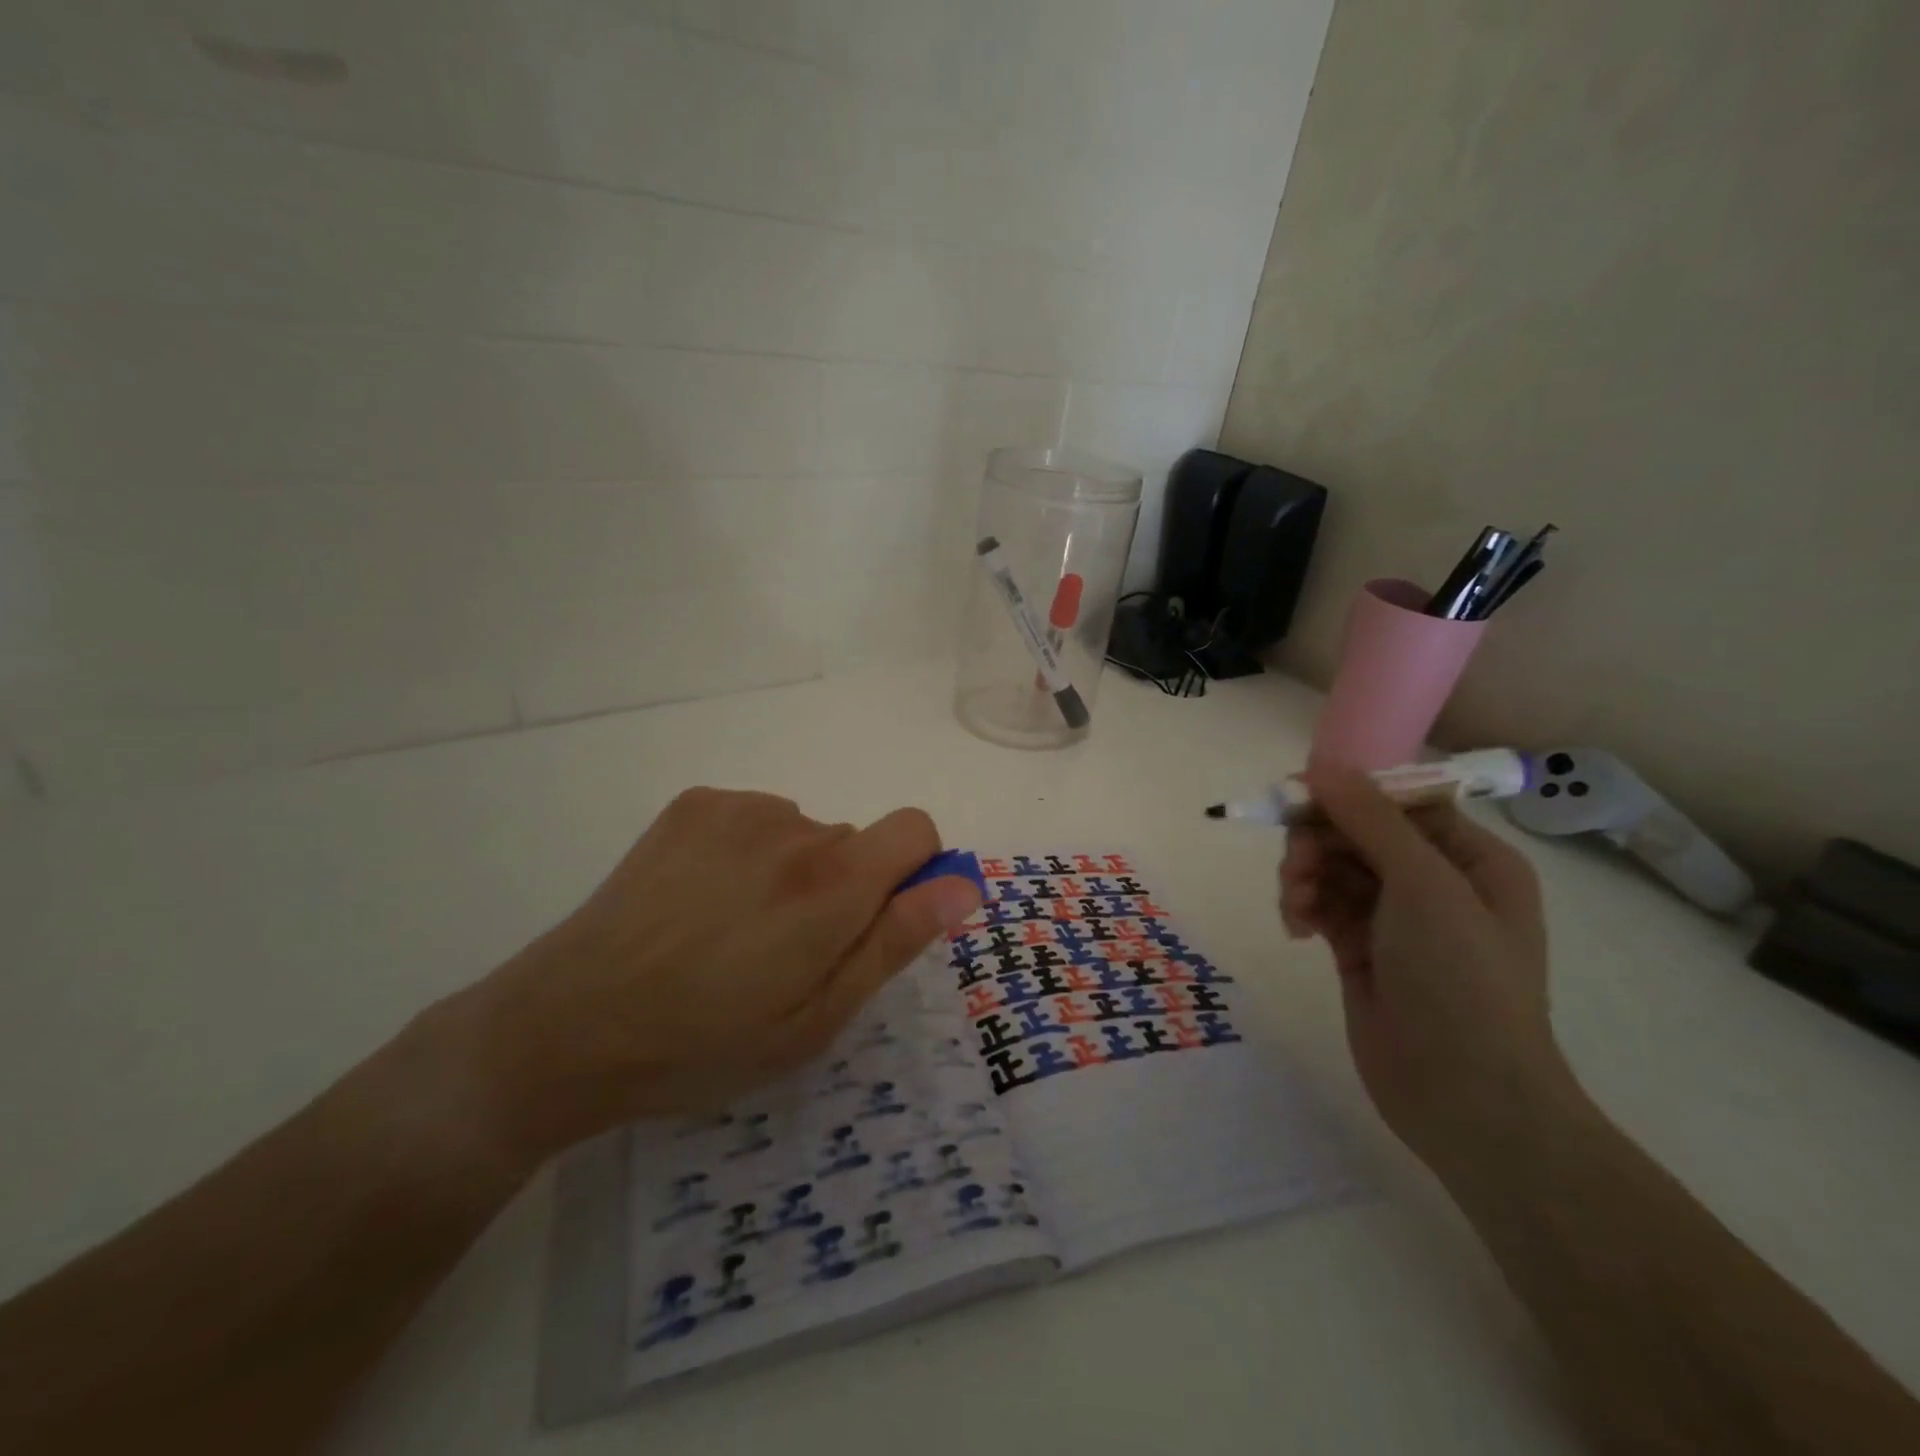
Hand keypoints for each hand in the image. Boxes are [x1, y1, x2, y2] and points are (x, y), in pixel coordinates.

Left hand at [462, 788, 981, 1162]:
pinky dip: (748, 852)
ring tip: (732, 932)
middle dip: (842, 888)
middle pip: (854, 842)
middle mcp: (795, 827)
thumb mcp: (817, 1019)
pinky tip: (700, 901)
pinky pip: (756, 819)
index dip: (914, 871)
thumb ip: (895, 941)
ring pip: (804, 833)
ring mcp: (739, 809)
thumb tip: (962, 885)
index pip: (916, 829)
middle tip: (784, 953)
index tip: (878, 919)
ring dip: (792, 872)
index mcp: (834, 883)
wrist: (570, 1025)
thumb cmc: (707, 1041)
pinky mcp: (695, 804)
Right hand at [1278, 766, 1569, 1177]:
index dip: (1348, 793)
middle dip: (1318, 841)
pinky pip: (1321, 905)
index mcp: (1469, 858)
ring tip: (1296, 907)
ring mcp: (1394, 918)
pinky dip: (1302, 907)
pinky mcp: (1359, 949)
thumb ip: (1371, 820)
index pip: (1399, 800)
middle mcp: (1433, 881)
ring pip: (1331, 867)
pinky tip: (1297, 929)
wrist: (1465, 1098)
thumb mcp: (1424, 886)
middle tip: (1295, 866)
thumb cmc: (1462, 981)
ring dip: (1304, 876)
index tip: (1297, 796)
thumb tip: (1322, 764)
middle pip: (1356, 831)